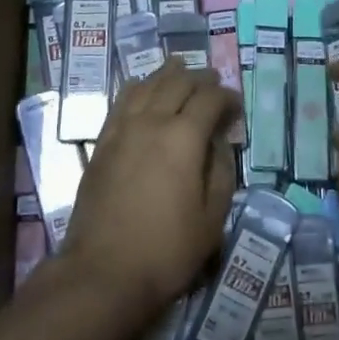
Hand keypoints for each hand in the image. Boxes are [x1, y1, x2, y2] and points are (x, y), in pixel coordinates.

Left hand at [59, 61, 237, 321]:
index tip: (236, 105)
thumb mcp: (211, 218)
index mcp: (184, 137)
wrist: (103, 271)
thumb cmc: (166, 250)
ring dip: (167, 74)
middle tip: (213, 81)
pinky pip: (121, 101)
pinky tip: (142, 87)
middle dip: (199, 78)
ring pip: (147, 85)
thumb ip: (221, 172)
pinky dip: (137, 87)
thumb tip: (219, 142)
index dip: (227, 97)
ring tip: (179, 68)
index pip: (209, 99)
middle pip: (178, 83)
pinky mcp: (102, 142)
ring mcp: (122, 129)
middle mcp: (152, 121)